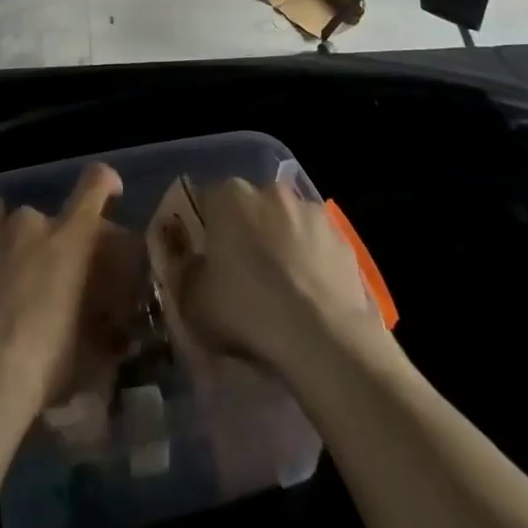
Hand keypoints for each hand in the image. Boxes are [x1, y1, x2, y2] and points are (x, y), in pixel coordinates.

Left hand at [0, 162, 126, 415]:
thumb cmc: (40, 366)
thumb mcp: (86, 348)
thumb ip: (99, 326)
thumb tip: (112, 331)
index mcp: (69, 239)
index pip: (95, 185)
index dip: (104, 181)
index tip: (108, 190)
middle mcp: (30, 220)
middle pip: (38, 215)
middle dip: (36, 240)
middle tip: (30, 278)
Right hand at [158, 178, 381, 379]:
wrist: (322, 336)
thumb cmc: (247, 310)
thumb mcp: (194, 303)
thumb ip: (186, 276)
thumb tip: (192, 267)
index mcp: (229, 196)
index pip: (207, 202)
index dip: (204, 232)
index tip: (205, 261)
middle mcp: (269, 191)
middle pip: (249, 209)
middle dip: (244, 234)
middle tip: (242, 276)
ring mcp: (310, 211)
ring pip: (285, 224)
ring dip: (280, 245)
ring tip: (281, 290)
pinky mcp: (341, 236)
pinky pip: (316, 245)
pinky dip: (311, 262)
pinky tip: (310, 298)